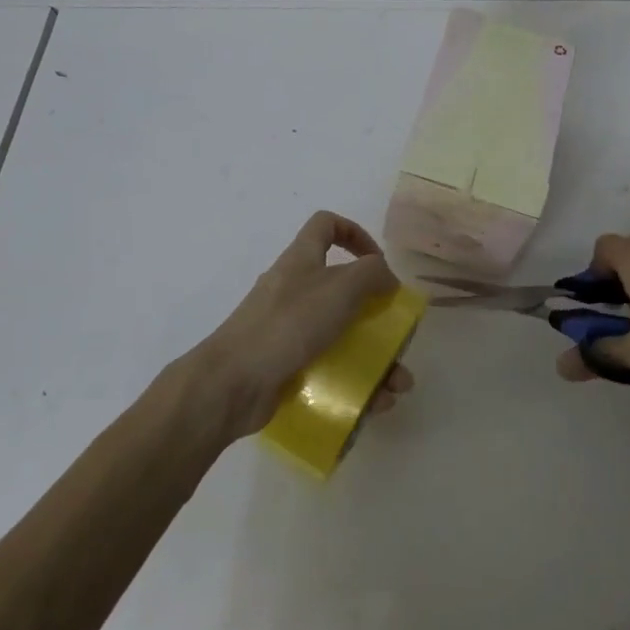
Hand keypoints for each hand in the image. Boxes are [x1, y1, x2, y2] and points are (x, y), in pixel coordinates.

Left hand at [184, 211, 414, 437]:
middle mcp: (294, 290)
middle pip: (342, 289)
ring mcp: (287, 331)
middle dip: (376, 313)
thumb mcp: (340, 287)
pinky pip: (329, 370)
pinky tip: (377, 404)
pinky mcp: (286, 366)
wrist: (232, 383)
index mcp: (301, 260)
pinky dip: (356, 384)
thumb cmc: (288, 324)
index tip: (378, 262)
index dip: (355, 234)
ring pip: (341, 336)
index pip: (326, 225)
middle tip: (397, 336)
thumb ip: (372, 274)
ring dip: (375, 359)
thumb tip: (387, 280)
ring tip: (397, 386)